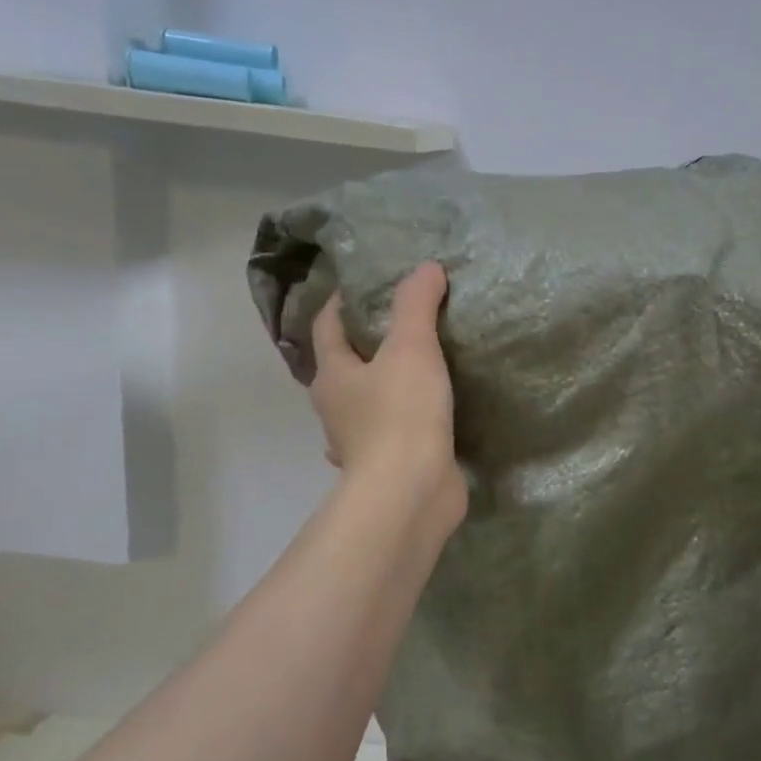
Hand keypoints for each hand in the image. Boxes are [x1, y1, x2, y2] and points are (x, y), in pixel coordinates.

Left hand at [310, 262, 466, 531]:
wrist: (410, 493)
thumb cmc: (401, 414)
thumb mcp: (411, 347)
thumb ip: (416, 305)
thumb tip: (426, 268)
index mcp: (333, 376)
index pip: (327, 326)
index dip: (341, 302)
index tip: (365, 283)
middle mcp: (337, 408)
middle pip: (346, 365)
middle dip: (368, 342)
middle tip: (405, 319)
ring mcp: (360, 441)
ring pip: (368, 401)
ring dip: (386, 383)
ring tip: (422, 363)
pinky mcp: (388, 465)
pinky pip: (395, 431)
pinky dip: (408, 417)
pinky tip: (432, 412)